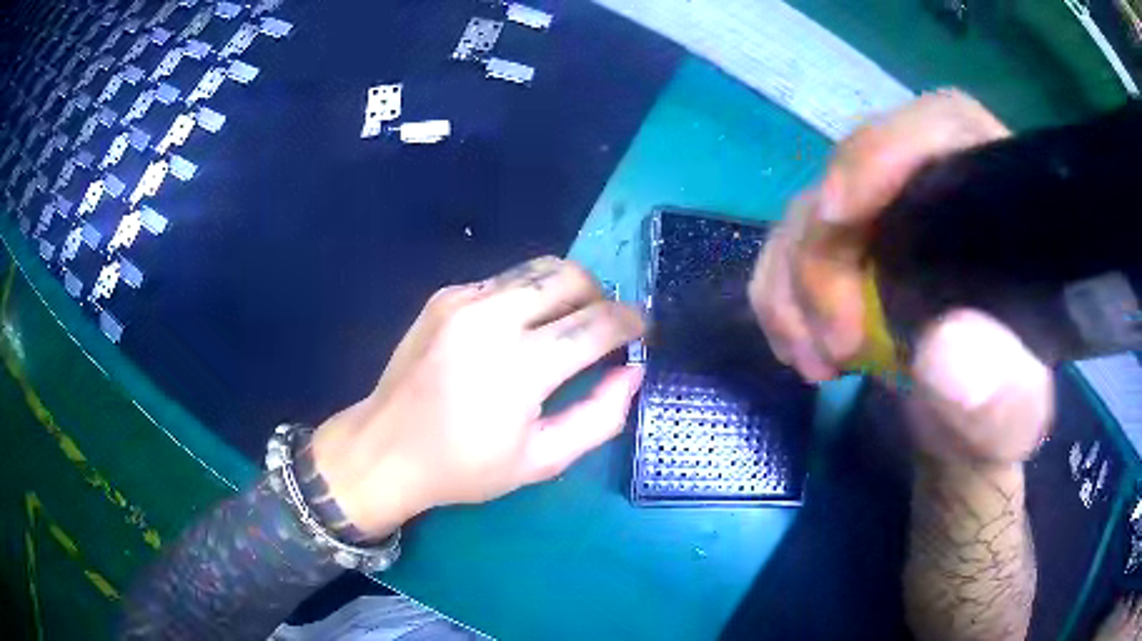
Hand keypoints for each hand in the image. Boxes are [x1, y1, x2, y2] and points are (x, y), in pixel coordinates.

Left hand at [310, 257, 645, 537]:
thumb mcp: (541, 460)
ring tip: (566, 325)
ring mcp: (463, 300)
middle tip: (603, 330)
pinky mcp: (444, 296)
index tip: (643, 331)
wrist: (386, 447)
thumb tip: (632, 372)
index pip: (597, 324)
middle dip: (601, 296)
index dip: (631, 322)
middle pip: (571, 277)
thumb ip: (599, 416)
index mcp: (519, 368)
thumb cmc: (464, 467)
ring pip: (538, 268)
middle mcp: (491, 319)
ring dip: (567, 290)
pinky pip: (504, 281)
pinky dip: (527, 297)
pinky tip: (517, 330)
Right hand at [750, 90, 1051, 463]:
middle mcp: (937, 189)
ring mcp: (887, 215)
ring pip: (813, 211)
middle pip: (861, 170)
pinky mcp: (849, 246)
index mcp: (997, 200)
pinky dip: (779, 295)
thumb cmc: (999, 412)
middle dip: (829, 252)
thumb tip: (945, 347)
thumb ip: (1000, 394)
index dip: (885, 148)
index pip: (944, 125)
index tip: (839, 213)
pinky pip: (789, 246)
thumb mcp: (1011, 421)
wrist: (960, 427)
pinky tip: (800, 346)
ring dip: (796, 286)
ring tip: (819, 361)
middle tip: (835, 342)